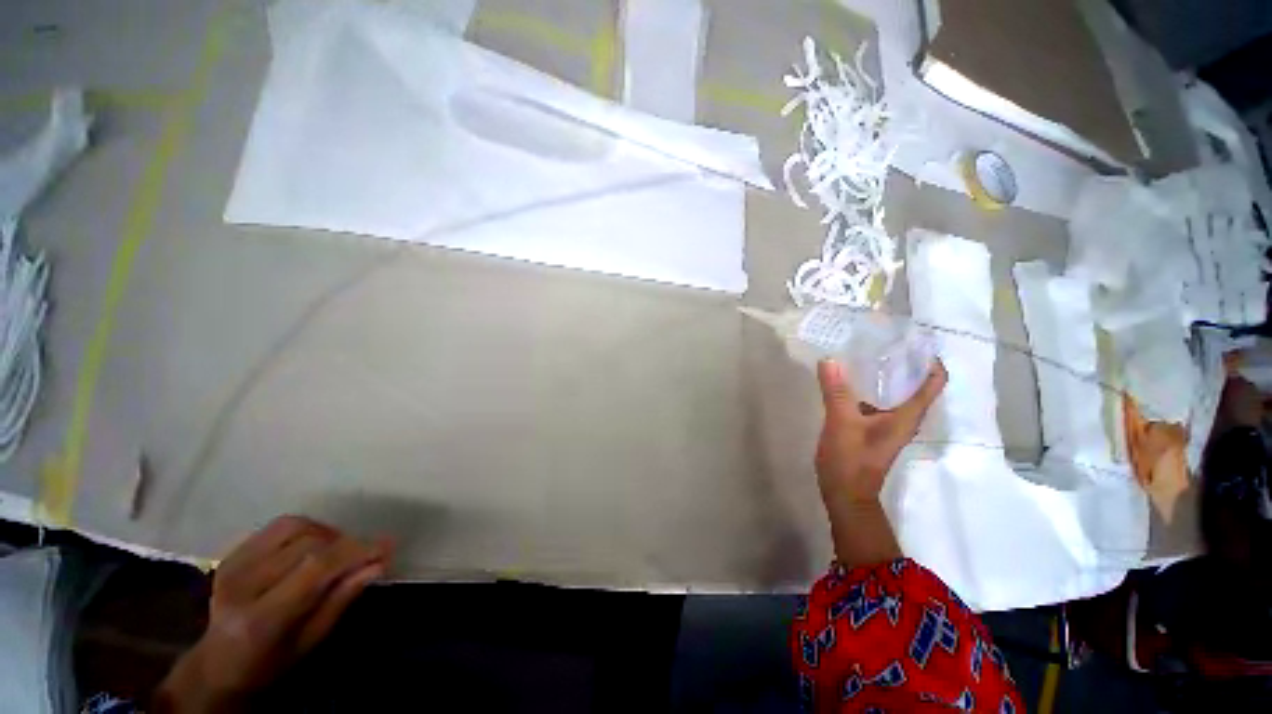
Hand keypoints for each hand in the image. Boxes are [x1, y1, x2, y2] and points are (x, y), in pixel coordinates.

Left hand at [155, 516, 390, 712]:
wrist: (218, 663)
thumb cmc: (271, 662)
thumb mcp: (311, 640)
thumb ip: (342, 599)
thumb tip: (380, 563)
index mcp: (260, 617)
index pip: (315, 568)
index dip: (355, 551)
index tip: (387, 545)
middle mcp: (242, 584)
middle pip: (308, 544)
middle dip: (346, 544)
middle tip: (366, 554)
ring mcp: (233, 564)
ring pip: (295, 526)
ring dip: (327, 532)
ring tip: (339, 549)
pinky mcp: (233, 552)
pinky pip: (279, 525)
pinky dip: (308, 528)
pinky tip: (315, 544)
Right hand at [815, 359, 945, 565]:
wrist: (845, 494)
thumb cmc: (851, 461)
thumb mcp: (842, 423)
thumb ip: (837, 392)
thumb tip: (830, 360)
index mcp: (906, 416)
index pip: (933, 383)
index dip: (930, 360)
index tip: (914, 339)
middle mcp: (903, 418)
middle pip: (914, 383)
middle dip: (903, 361)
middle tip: (883, 338)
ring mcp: (887, 424)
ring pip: (893, 392)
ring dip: (884, 373)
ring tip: (864, 352)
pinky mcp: (872, 428)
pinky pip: (875, 400)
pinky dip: (867, 387)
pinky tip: (848, 379)